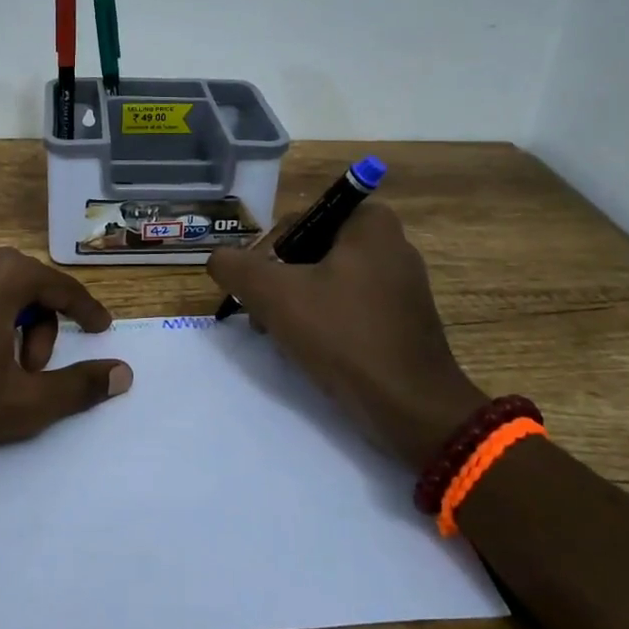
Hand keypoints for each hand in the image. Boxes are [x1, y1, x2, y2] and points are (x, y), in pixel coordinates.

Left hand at [0, 245, 132, 461]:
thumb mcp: (21, 404)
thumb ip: (78, 387)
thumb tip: (124, 374)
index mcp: (4, 275)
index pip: (62, 286)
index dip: (87, 310)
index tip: (101, 330)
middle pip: (29, 287)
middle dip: (42, 329)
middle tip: (31, 374)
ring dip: (12, 327)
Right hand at [207, 201, 485, 470]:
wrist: (411, 408)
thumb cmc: (343, 336)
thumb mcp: (274, 294)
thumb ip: (236, 267)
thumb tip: (217, 258)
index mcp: (370, 223)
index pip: (298, 220)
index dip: (267, 252)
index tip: (256, 288)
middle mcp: (391, 245)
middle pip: (311, 251)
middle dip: (279, 281)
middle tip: (260, 313)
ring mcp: (401, 285)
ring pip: (328, 281)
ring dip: (296, 304)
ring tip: (278, 336)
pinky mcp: (403, 320)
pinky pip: (350, 307)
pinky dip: (324, 321)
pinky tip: (309, 349)